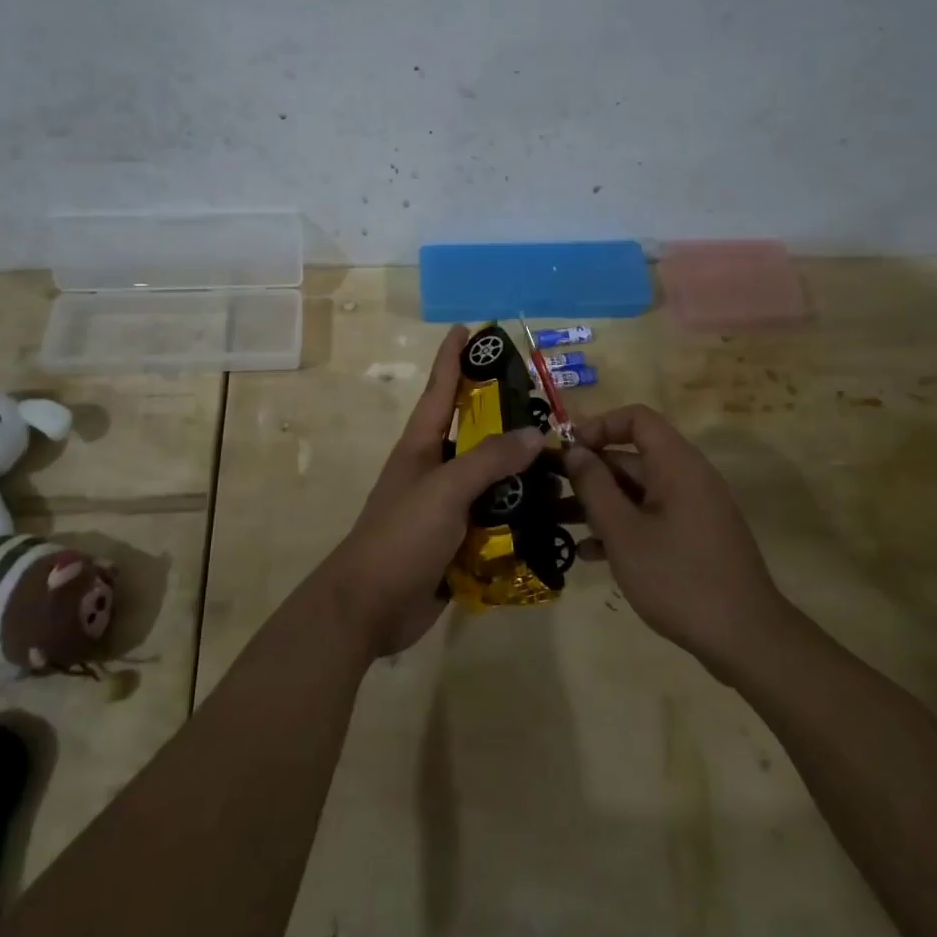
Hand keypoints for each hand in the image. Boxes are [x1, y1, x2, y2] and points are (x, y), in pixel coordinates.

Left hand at [318, 325, 545, 656]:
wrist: (370, 608)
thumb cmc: (400, 536)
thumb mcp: (444, 490)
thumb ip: (488, 460)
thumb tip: (534, 433)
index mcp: (422, 446)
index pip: (440, 389)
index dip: (452, 357)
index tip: (467, 328)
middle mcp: (436, 469)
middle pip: (475, 432)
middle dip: (506, 415)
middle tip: (548, 403)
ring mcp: (447, 506)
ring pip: (492, 478)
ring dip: (523, 472)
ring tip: (566, 463)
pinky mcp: (460, 540)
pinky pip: (497, 518)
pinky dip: (522, 515)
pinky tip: (555, 516)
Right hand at [563, 405, 789, 677]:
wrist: (746, 640)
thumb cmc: (679, 577)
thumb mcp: (624, 532)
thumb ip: (594, 486)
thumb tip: (574, 450)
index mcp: (676, 464)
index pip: (637, 419)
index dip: (599, 426)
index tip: (568, 451)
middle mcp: (687, 478)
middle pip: (632, 458)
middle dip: (589, 472)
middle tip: (549, 491)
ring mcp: (693, 510)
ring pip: (637, 492)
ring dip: (599, 504)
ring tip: (558, 522)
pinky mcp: (694, 540)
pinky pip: (651, 519)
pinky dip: (622, 528)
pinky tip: (589, 554)